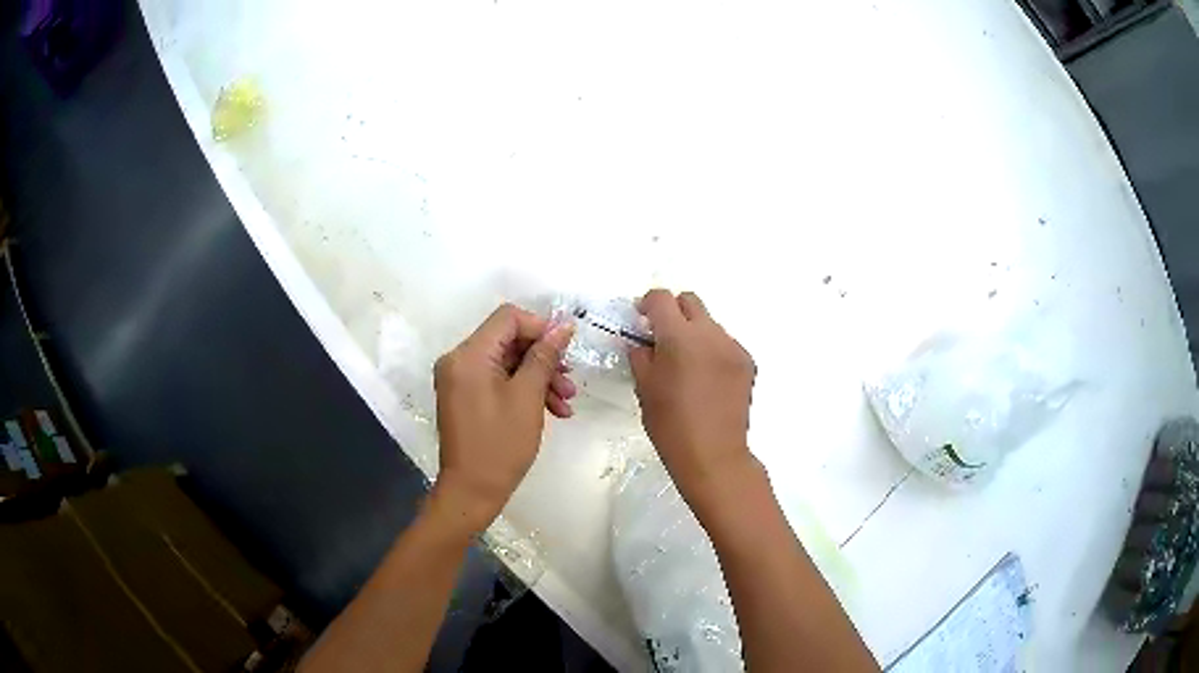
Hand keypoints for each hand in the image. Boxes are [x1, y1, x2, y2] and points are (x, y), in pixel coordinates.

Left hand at [432, 303, 575, 531]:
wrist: (472, 491)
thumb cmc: (500, 445)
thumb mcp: (528, 397)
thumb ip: (544, 356)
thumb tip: (563, 326)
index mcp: (468, 355)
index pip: (508, 318)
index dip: (541, 327)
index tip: (566, 349)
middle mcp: (458, 360)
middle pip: (508, 340)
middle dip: (543, 358)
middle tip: (571, 381)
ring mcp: (460, 379)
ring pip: (506, 363)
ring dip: (538, 377)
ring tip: (567, 402)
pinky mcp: (465, 396)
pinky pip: (497, 380)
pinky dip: (523, 390)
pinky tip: (552, 411)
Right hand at [630, 290, 757, 506]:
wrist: (714, 455)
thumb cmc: (671, 425)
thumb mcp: (644, 388)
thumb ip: (641, 356)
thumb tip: (643, 342)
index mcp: (679, 337)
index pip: (661, 298)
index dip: (647, 304)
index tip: (641, 320)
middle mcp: (710, 333)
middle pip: (690, 301)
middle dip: (673, 312)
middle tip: (662, 338)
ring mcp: (733, 347)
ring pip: (710, 324)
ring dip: (695, 333)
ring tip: (687, 366)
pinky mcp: (747, 362)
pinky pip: (725, 344)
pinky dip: (712, 351)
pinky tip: (707, 380)